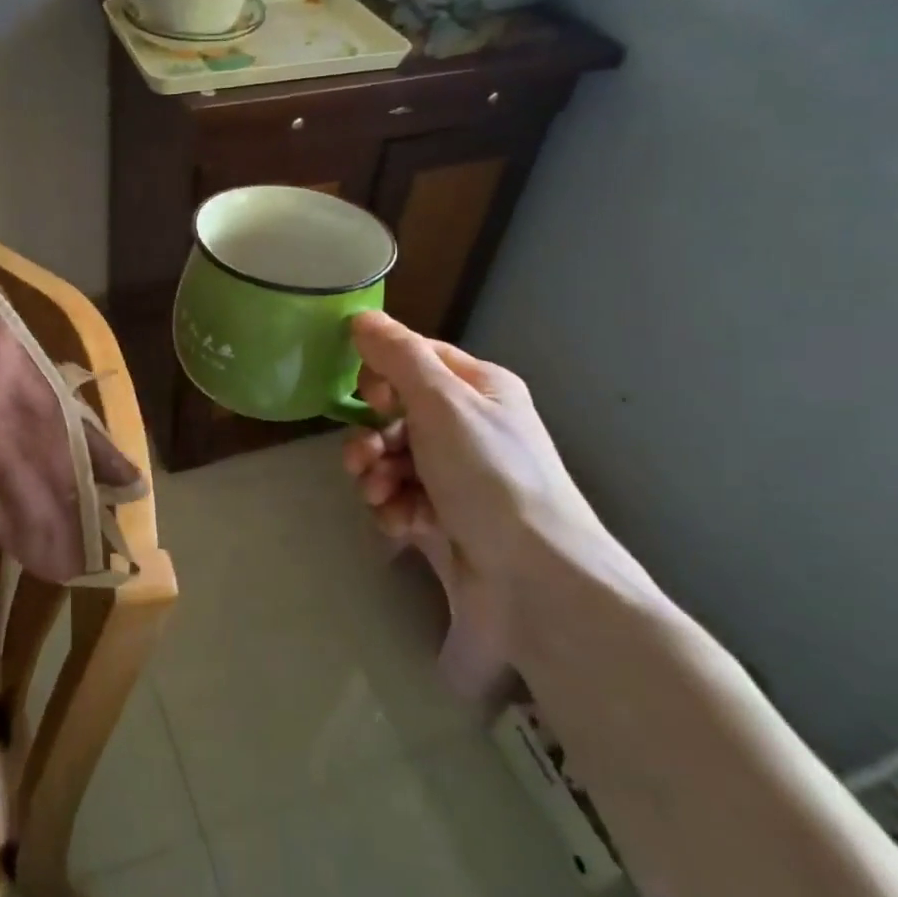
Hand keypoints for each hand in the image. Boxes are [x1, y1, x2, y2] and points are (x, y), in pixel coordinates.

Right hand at [342, 312, 624, 660]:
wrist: (537, 580)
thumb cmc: (490, 477)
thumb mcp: (442, 404)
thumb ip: (399, 357)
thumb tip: (360, 316)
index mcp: (480, 388)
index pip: (417, 358)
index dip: (383, 373)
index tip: (367, 396)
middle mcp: (471, 426)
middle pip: (398, 413)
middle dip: (372, 436)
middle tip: (361, 459)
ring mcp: (460, 475)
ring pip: (394, 458)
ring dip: (375, 475)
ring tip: (378, 496)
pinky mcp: (449, 517)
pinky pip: (404, 497)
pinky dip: (393, 508)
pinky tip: (399, 524)